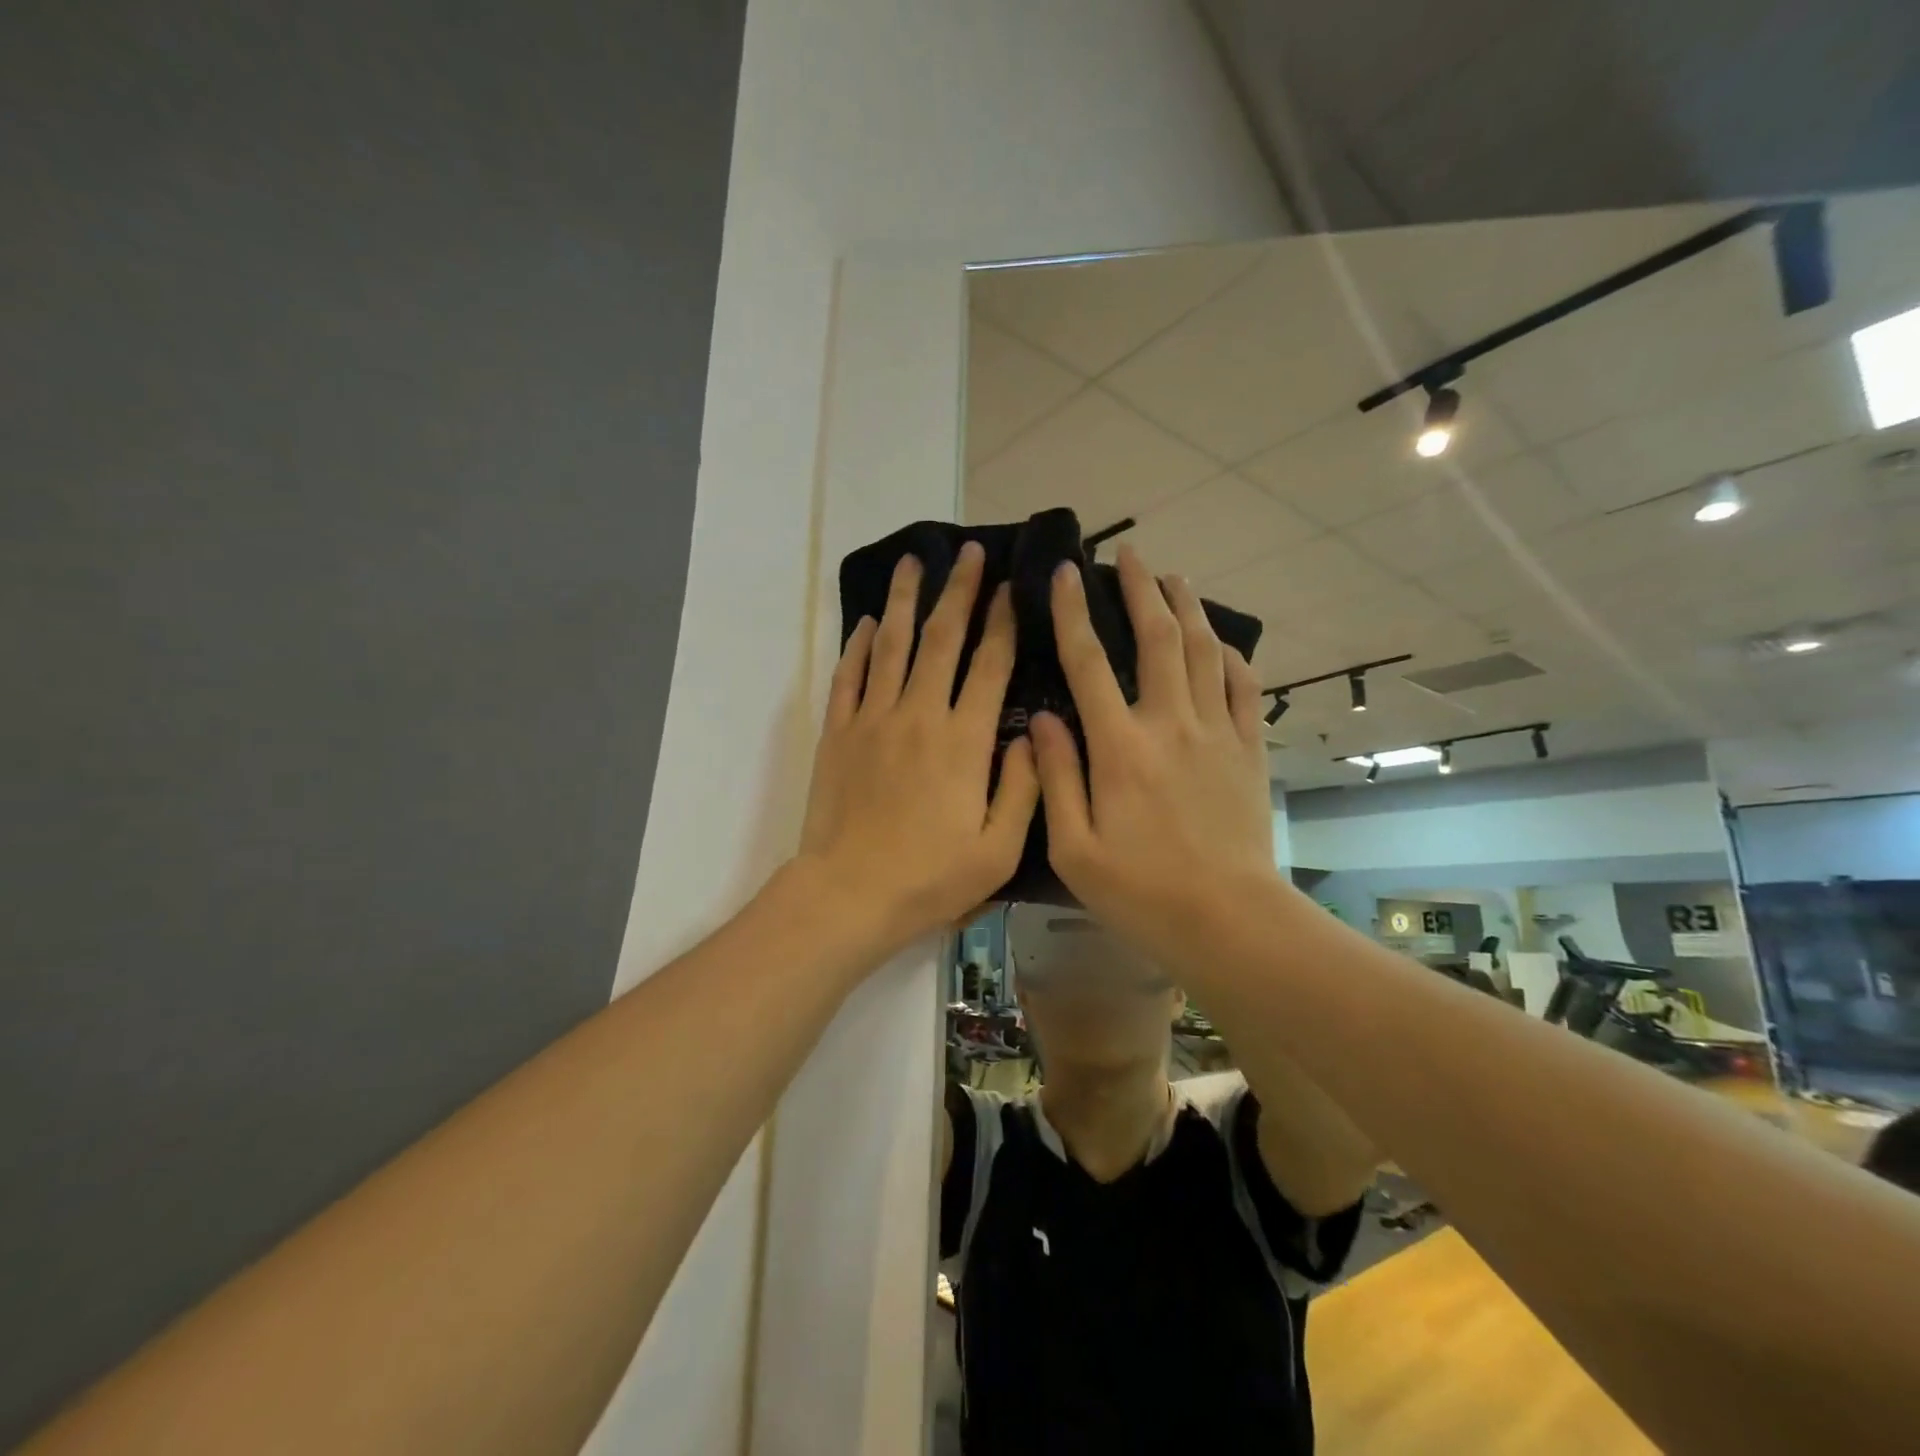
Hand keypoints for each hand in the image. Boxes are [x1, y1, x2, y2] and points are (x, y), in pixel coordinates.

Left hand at [795, 542, 1038, 956]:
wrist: (848, 895)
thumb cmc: (930, 878)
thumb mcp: (998, 849)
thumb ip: (1023, 788)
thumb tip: (1031, 736)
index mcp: (964, 740)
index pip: (989, 665)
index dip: (1003, 621)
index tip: (1011, 586)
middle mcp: (918, 715)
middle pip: (941, 638)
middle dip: (958, 591)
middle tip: (969, 552)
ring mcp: (873, 719)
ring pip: (889, 644)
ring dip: (903, 600)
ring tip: (911, 561)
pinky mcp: (838, 733)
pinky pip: (848, 677)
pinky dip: (856, 647)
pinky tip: (863, 623)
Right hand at [1030, 544, 1279, 958]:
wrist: (1228, 920)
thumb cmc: (1141, 891)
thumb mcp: (1074, 848)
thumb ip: (1056, 778)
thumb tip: (1043, 720)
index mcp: (1120, 747)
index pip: (1089, 663)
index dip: (1072, 613)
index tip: (1064, 573)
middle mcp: (1170, 724)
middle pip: (1157, 639)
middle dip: (1140, 589)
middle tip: (1128, 555)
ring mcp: (1216, 734)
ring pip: (1203, 652)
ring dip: (1187, 608)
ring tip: (1173, 577)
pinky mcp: (1248, 751)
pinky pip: (1242, 688)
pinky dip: (1231, 657)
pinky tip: (1221, 642)